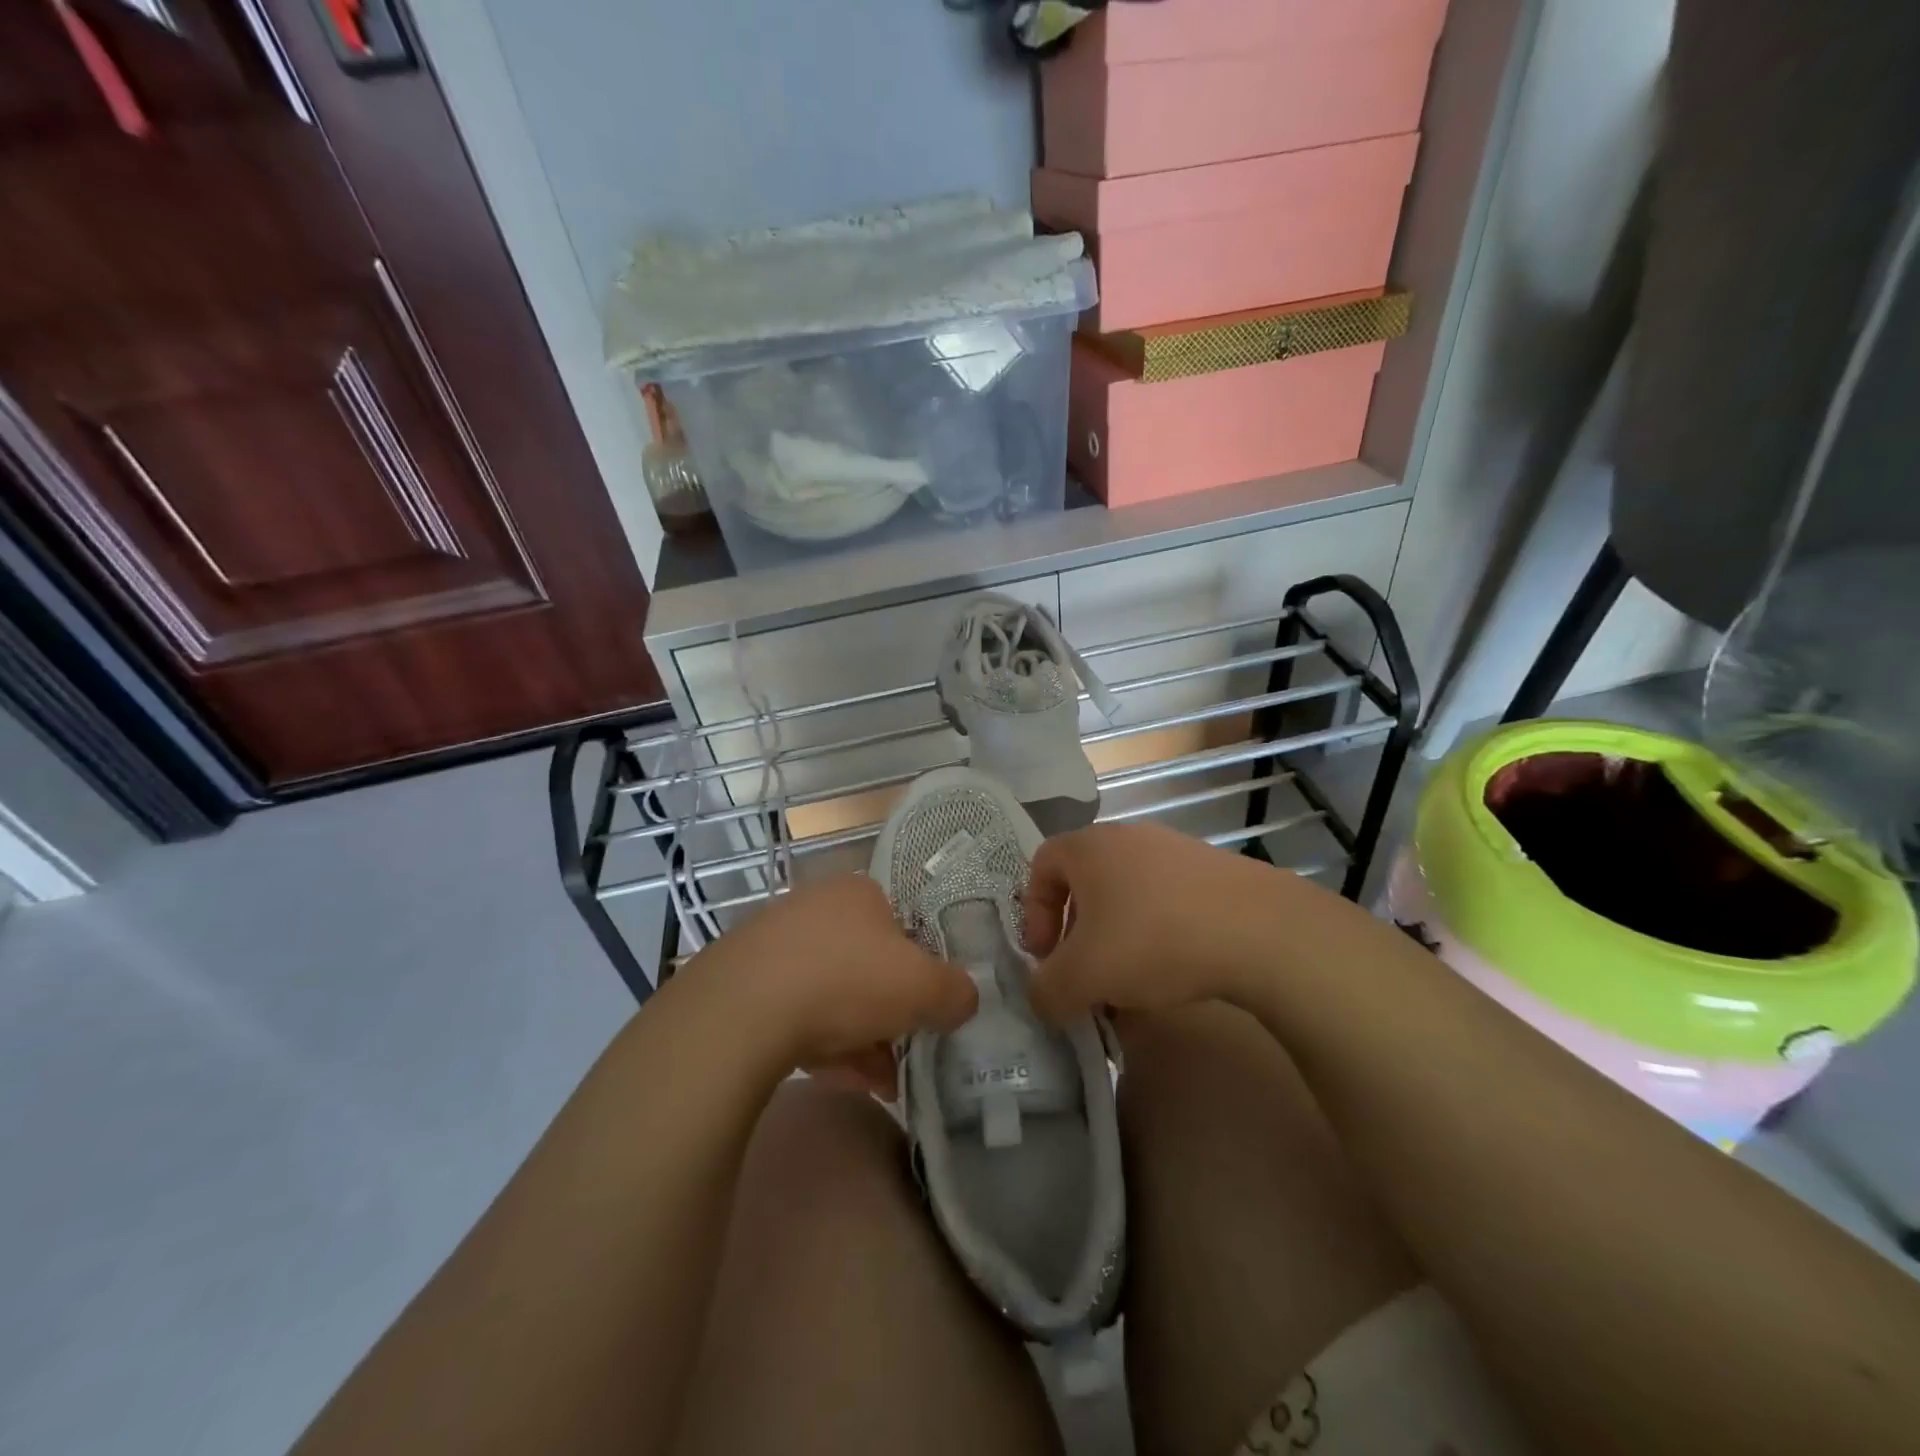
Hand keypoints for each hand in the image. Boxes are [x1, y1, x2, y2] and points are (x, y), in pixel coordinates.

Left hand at [691, 875, 976, 1085]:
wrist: (742, 1011)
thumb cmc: (847, 981)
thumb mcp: (924, 987)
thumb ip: (956, 991)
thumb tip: (965, 998)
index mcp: (859, 893)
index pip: (902, 926)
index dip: (920, 970)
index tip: (926, 1011)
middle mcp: (815, 907)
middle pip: (866, 964)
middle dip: (889, 1014)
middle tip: (904, 1054)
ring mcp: (773, 943)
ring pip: (830, 993)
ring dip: (860, 1038)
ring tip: (879, 1084)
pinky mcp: (741, 982)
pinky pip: (793, 1013)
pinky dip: (821, 1045)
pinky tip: (837, 1080)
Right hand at [1022, 822, 1312, 1023]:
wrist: (1260, 931)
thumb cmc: (1153, 940)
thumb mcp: (1084, 977)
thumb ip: (1047, 990)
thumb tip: (1043, 998)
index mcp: (1089, 847)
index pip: (1042, 865)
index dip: (1034, 912)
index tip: (1046, 955)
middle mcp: (1128, 837)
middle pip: (1085, 882)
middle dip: (1077, 932)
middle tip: (1085, 974)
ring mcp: (1176, 850)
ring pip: (1128, 894)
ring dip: (1117, 938)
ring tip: (1130, 982)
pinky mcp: (1214, 871)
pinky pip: (1168, 901)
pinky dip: (1158, 934)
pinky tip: (1174, 971)